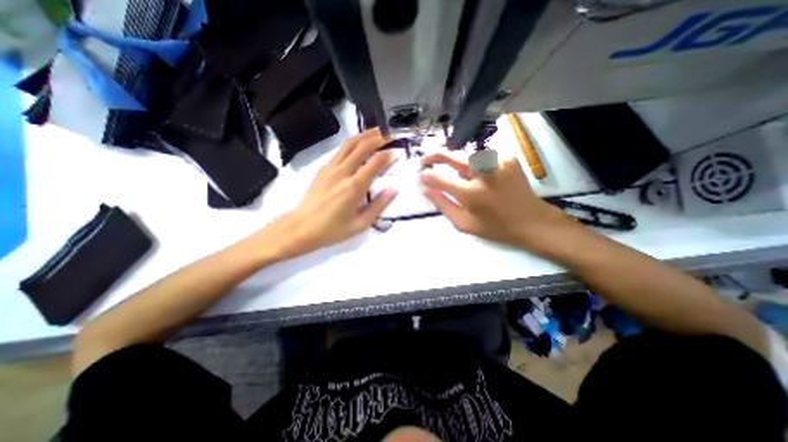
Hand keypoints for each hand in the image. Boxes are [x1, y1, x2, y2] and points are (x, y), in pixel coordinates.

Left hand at [261, 127, 397, 259]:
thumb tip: (393, 189)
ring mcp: (330, 168)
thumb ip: (378, 205)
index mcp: (354, 187)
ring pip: (349, 144)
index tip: (397, 151)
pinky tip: (358, 145)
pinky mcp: (323, 168)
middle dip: (378, 137)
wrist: (300, 228)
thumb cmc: (332, 230)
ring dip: (364, 135)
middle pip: (362, 147)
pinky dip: (352, 143)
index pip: (375, 163)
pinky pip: (340, 150)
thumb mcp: (360, 224)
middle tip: (390, 134)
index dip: (388, 155)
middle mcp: (342, 172)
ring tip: (377, 131)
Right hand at [421, 154, 569, 250]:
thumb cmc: (495, 227)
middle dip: (435, 156)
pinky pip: (482, 157)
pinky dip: (474, 164)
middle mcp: (483, 173)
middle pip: (452, 156)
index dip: (427, 176)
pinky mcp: (508, 158)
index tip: (421, 175)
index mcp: (471, 193)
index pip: (440, 178)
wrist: (532, 221)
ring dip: (456, 162)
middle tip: (425, 161)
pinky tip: (478, 175)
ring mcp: (498, 162)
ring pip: (466, 155)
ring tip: (457, 175)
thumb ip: (443, 204)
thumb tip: (426, 189)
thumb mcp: (464, 223)